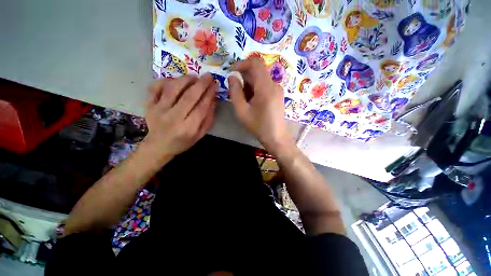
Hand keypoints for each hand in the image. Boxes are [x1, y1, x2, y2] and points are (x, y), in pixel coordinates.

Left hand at [143, 73, 216, 162]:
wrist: (159, 146)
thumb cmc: (183, 142)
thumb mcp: (200, 135)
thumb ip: (208, 119)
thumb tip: (213, 100)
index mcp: (188, 128)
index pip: (201, 107)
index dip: (209, 94)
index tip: (215, 85)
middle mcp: (173, 117)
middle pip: (189, 96)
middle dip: (201, 84)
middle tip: (208, 76)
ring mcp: (158, 110)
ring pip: (173, 88)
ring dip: (185, 79)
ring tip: (194, 77)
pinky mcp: (149, 105)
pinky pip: (155, 87)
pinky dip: (165, 80)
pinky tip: (175, 80)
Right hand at [228, 57, 293, 154]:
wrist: (276, 138)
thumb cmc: (258, 126)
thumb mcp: (242, 111)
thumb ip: (235, 92)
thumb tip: (232, 77)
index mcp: (266, 87)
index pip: (256, 63)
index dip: (242, 64)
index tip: (233, 72)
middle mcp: (274, 85)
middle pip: (258, 72)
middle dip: (244, 78)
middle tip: (236, 91)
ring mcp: (277, 90)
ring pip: (261, 79)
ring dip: (249, 85)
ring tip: (244, 100)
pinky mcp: (278, 95)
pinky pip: (265, 86)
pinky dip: (256, 90)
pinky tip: (252, 102)